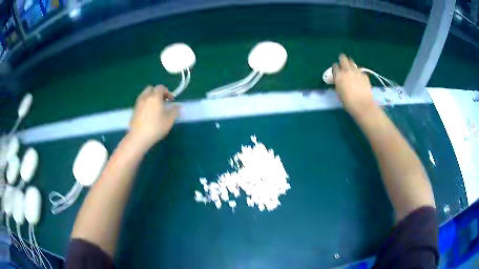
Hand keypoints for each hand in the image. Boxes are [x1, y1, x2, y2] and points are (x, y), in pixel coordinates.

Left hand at [128, 85, 178, 148]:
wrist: (138, 137)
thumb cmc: (156, 127)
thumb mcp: (169, 120)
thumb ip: (174, 111)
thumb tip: (178, 106)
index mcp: (154, 97)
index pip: (160, 87)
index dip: (167, 92)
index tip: (171, 100)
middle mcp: (145, 97)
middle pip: (150, 89)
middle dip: (157, 93)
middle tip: (162, 101)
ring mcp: (138, 104)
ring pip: (144, 96)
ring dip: (150, 98)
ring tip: (155, 108)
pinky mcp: (133, 111)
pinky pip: (140, 103)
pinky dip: (145, 105)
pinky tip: (148, 115)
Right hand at [333, 54, 375, 117]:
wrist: (363, 105)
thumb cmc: (349, 103)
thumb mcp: (339, 93)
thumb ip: (339, 84)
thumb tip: (339, 81)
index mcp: (338, 76)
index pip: (334, 67)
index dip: (335, 68)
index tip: (336, 70)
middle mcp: (347, 71)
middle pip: (343, 59)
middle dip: (342, 59)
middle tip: (343, 62)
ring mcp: (356, 72)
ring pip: (352, 62)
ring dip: (350, 64)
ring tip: (351, 68)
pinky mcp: (364, 74)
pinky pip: (360, 70)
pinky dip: (358, 72)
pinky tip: (359, 77)